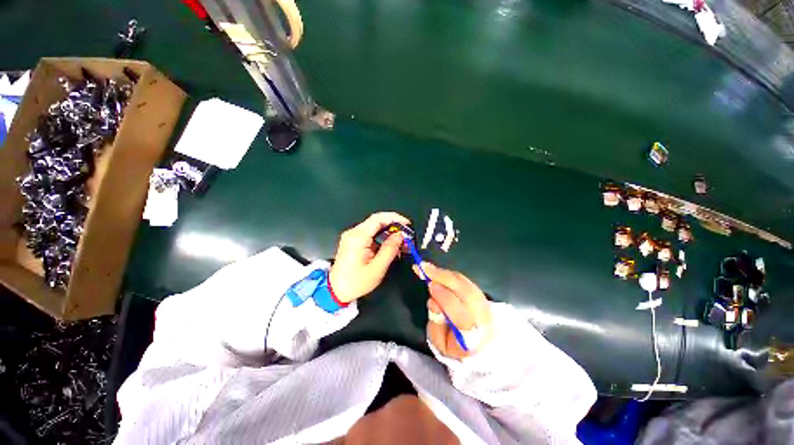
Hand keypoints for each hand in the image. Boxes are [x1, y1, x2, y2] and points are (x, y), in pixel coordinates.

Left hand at [329, 212, 410, 302]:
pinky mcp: (353, 241)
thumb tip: (400, 235)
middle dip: (393, 226)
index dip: (394, 218)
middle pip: (376, 221)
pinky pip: (370, 234)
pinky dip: (382, 237)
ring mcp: (352, 236)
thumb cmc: (356, 282)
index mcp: (358, 237)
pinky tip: (390, 245)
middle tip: (406, 235)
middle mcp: (353, 233)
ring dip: (388, 232)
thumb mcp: (377, 268)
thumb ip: (390, 250)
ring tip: (400, 242)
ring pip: (374, 227)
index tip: (407, 224)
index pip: (378, 219)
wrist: (336, 291)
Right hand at [415, 262, 493, 358]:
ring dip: (445, 273)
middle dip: (443, 277)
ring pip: (465, 283)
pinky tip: (438, 271)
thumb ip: (435, 324)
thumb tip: (433, 301)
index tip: (429, 284)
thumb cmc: (455, 346)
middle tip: (424, 268)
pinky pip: (465, 280)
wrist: (480, 345)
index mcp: (473, 335)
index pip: (458, 312)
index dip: (444, 296)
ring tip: (427, 267)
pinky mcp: (482, 295)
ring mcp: (485, 304)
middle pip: (465, 292)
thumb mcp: (440, 343)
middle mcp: (483, 317)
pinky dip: (449, 274)